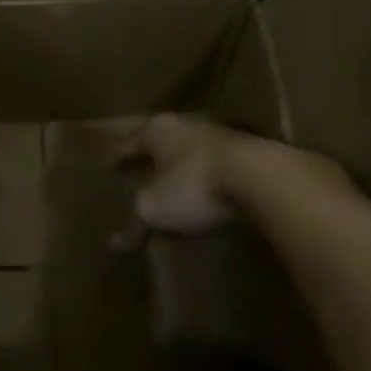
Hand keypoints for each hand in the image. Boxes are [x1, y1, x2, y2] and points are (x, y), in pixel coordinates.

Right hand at [114, 114, 252, 238]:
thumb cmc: (195, 185)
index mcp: (156, 131)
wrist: (262, 178)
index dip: (117, 158)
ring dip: (180, 166)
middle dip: (149, 158)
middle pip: (160, 142)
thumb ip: (134, 224)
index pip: (128, 143)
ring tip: (172, 184)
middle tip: (137, 173)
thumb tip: (115, 244)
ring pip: (189, 151)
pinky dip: (206, 176)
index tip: (107, 168)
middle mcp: (185, 125)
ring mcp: (220, 135)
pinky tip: (206, 191)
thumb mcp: (155, 209)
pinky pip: (215, 164)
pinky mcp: (248, 153)